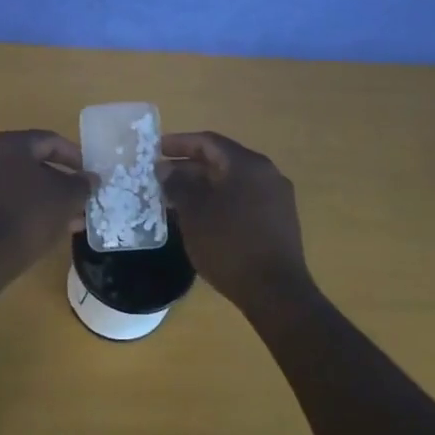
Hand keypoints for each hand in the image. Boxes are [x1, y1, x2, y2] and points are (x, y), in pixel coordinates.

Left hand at [0, 130, 91, 267]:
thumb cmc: (29, 214)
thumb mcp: (66, 197)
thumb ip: (82, 183)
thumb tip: (90, 178)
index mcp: (11, 144)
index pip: (50, 141)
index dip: (75, 156)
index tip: (90, 174)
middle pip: (35, 163)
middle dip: (62, 181)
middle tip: (82, 197)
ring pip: (22, 185)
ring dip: (48, 198)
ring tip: (73, 218)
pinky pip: (9, 201)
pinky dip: (30, 209)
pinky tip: (50, 229)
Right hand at [161, 132, 312, 305]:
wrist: (275, 292)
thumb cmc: (228, 244)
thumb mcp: (194, 212)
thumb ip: (177, 184)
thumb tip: (165, 168)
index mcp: (247, 164)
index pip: (208, 142)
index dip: (179, 143)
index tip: (155, 150)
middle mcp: (266, 173)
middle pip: (222, 160)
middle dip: (189, 166)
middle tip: (161, 177)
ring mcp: (276, 197)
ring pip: (232, 181)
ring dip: (204, 185)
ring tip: (176, 198)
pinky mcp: (279, 220)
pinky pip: (244, 198)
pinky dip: (220, 200)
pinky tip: (201, 217)